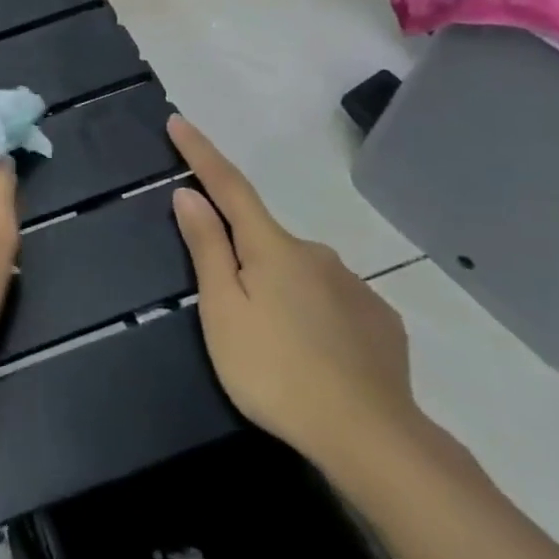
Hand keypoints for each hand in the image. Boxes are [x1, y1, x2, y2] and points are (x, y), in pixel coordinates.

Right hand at [166, 114, 427, 473]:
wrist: (371, 438)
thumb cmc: (275, 371)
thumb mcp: (223, 311)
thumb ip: (207, 249)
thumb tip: (189, 195)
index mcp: (272, 247)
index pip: (228, 185)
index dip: (200, 153)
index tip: (179, 120)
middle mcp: (316, 253)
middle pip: (264, 240)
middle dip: (242, 259)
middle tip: (233, 315)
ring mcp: (354, 286)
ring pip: (299, 274)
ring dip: (279, 292)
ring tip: (274, 348)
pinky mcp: (380, 320)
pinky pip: (331, 302)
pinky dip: (313, 315)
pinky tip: (315, 356)